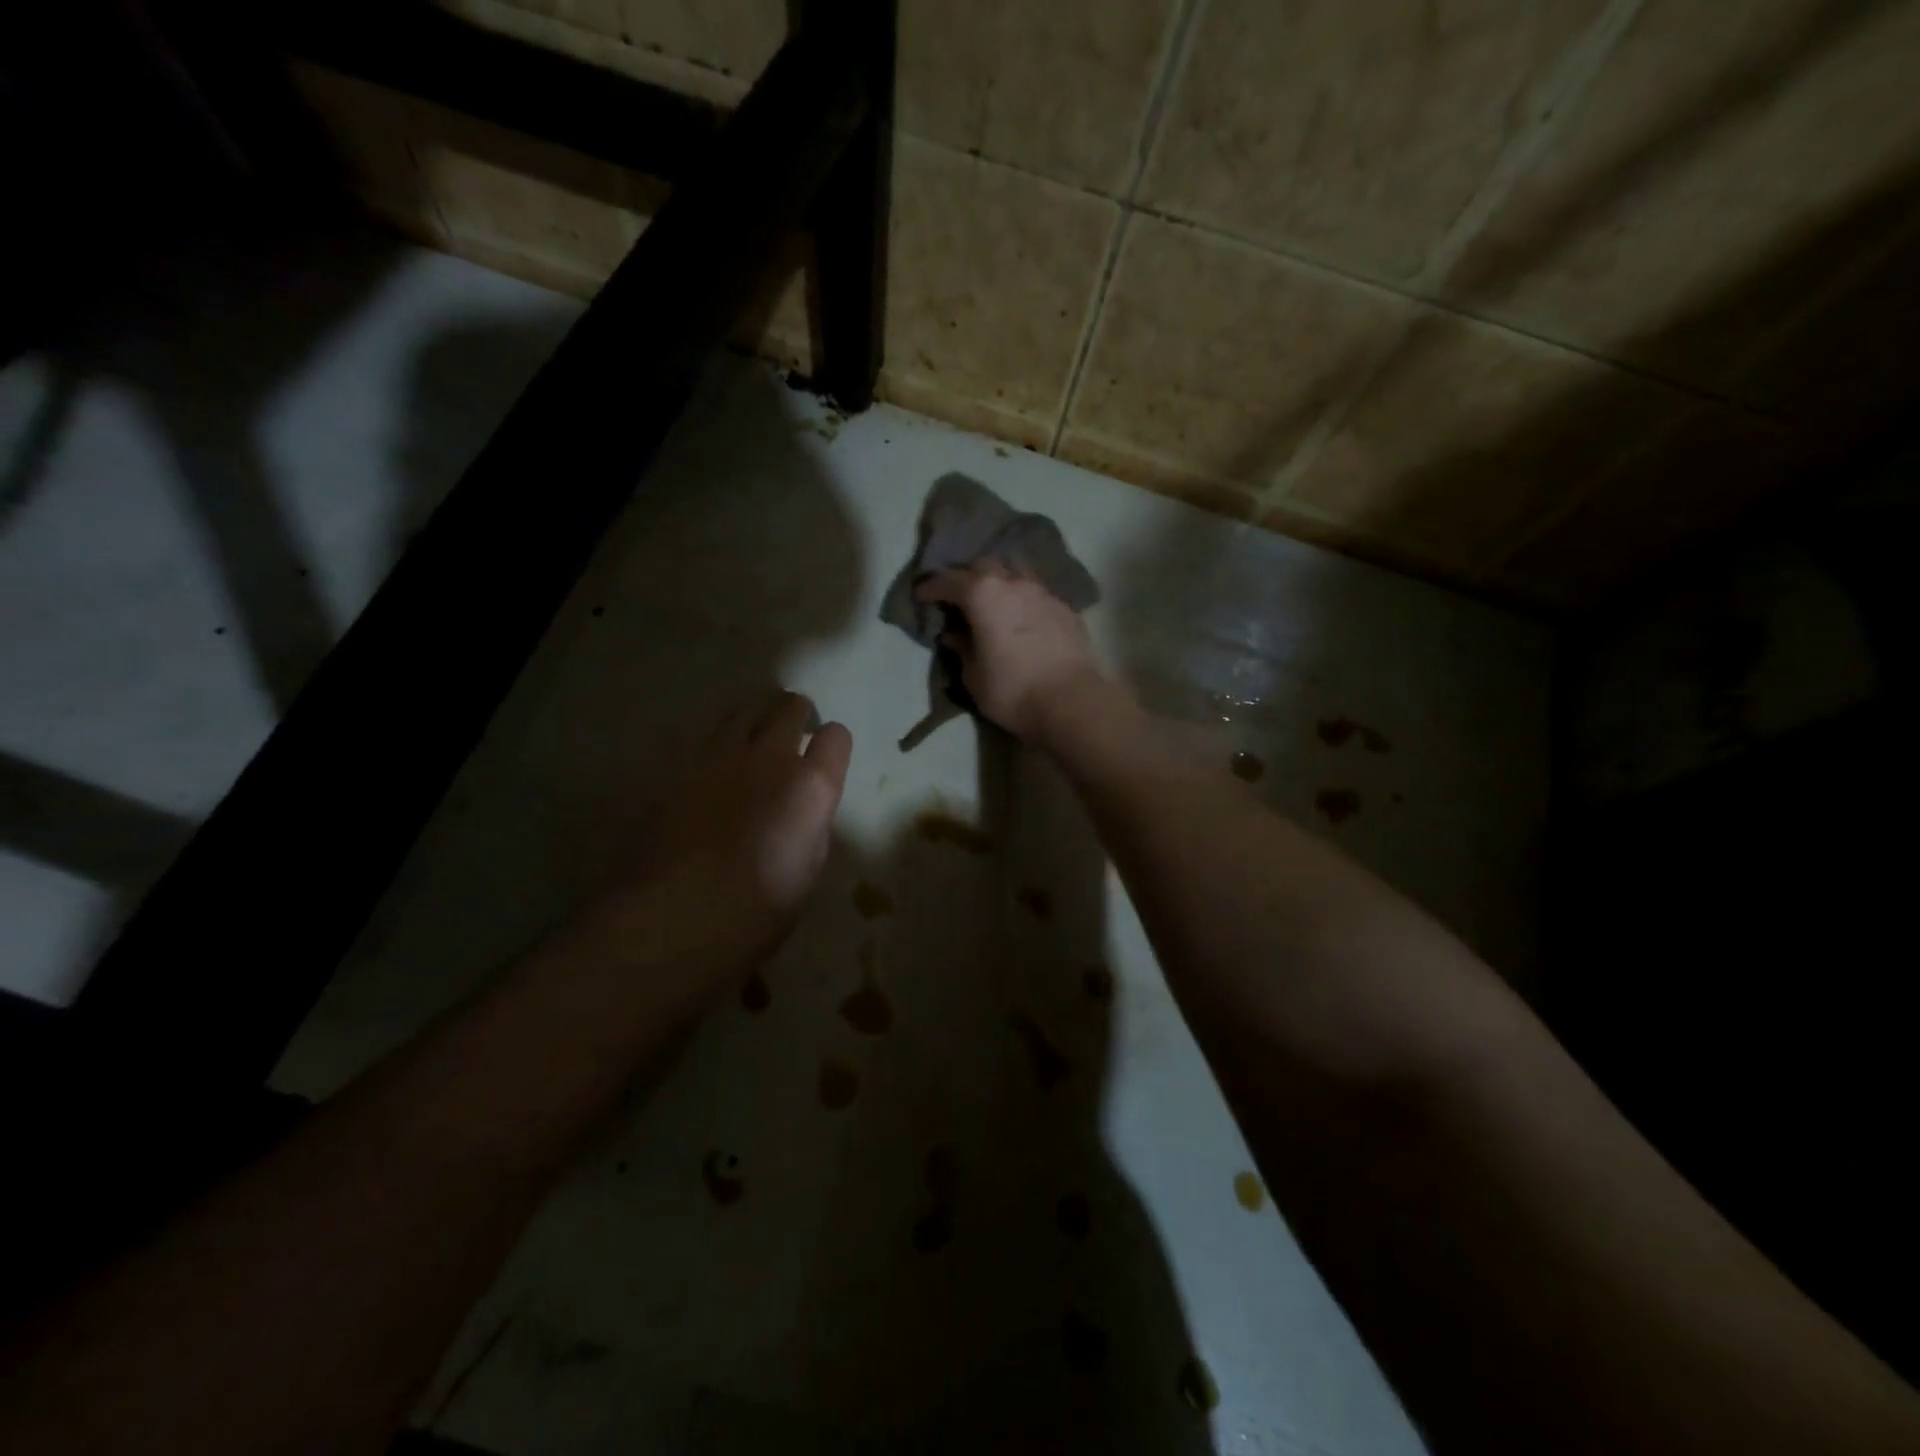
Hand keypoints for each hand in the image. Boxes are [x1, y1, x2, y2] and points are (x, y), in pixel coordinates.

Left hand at [553, 692, 851, 1002]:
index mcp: (811, 786)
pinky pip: (707, 734)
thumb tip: (804, 807)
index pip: (836, 736)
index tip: (826, 758)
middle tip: (794, 732)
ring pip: (745, 708)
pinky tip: (715, 762)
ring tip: (755, 735)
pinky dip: (719, 739)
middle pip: (789, 707)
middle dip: (797, 714)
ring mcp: (721, 756)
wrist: (679, 915)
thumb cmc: (759, 908)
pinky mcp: (680, 765)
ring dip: (757, 716)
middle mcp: (770, 757)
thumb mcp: (809, 866)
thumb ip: (812, 822)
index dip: (833, 745)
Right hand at [914, 563, 1105, 740]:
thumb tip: (956, 634)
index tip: (921, 596)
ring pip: (1015, 571)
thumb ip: (962, 649)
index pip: (948, 581)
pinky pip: (1037, 591)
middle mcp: (1013, 583)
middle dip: (966, 576)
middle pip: (983, 565)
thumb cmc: (1013, 691)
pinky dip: (1023, 597)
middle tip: (957, 596)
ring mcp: (1043, 592)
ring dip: (999, 580)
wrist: (1072, 702)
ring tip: (993, 598)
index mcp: (983, 595)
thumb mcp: (973, 676)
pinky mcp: (1066, 608)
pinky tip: (1022, 614)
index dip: (931, 588)